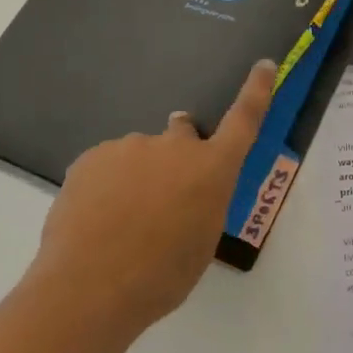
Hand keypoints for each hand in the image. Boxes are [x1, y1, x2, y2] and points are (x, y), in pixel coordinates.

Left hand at [32, 60, 275, 331]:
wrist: (87, 288)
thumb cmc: (159, 277)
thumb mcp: (200, 244)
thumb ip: (201, 203)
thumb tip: (186, 190)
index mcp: (211, 169)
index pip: (244, 119)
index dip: (257, 90)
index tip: (265, 64)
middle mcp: (174, 146)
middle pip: (183, 132)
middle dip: (179, 153)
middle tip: (163, 193)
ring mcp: (130, 146)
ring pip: (140, 154)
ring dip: (138, 176)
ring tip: (119, 223)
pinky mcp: (92, 156)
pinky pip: (107, 165)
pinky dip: (106, 185)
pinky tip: (94, 220)